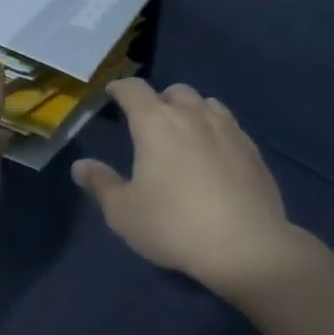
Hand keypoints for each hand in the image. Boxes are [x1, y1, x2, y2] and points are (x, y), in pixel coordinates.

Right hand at [71, 79, 295, 296]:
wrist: (247, 246)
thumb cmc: (175, 225)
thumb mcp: (125, 213)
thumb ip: (101, 185)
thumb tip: (80, 166)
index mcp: (155, 123)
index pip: (133, 90)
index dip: (121, 88)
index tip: (114, 93)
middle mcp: (192, 115)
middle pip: (175, 91)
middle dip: (161, 100)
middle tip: (152, 122)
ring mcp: (228, 129)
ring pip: (207, 104)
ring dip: (193, 111)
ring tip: (187, 133)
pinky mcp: (253, 150)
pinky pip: (230, 127)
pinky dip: (217, 131)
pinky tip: (216, 155)